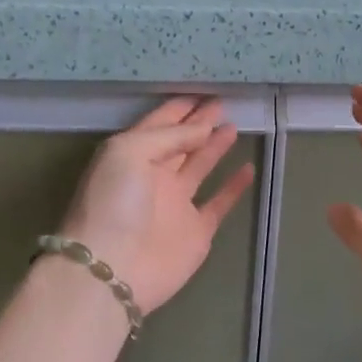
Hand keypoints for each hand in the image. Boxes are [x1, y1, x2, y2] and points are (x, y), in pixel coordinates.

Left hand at [57, 97, 255, 315]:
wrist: (113, 269)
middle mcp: (153, 176)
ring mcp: (175, 204)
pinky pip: (219, 203)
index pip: (159, 124)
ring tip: (233, 125)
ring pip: (199, 167)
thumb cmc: (114, 202)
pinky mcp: (196, 231)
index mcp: (131, 154)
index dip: (179, 108)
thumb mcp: (130, 152)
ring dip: (215, 147)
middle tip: (223, 102)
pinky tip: (248, 168)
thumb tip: (203, 129)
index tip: (202, 92)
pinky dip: (233, 187)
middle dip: (199, 122)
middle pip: (181, 142)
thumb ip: (168, 136)